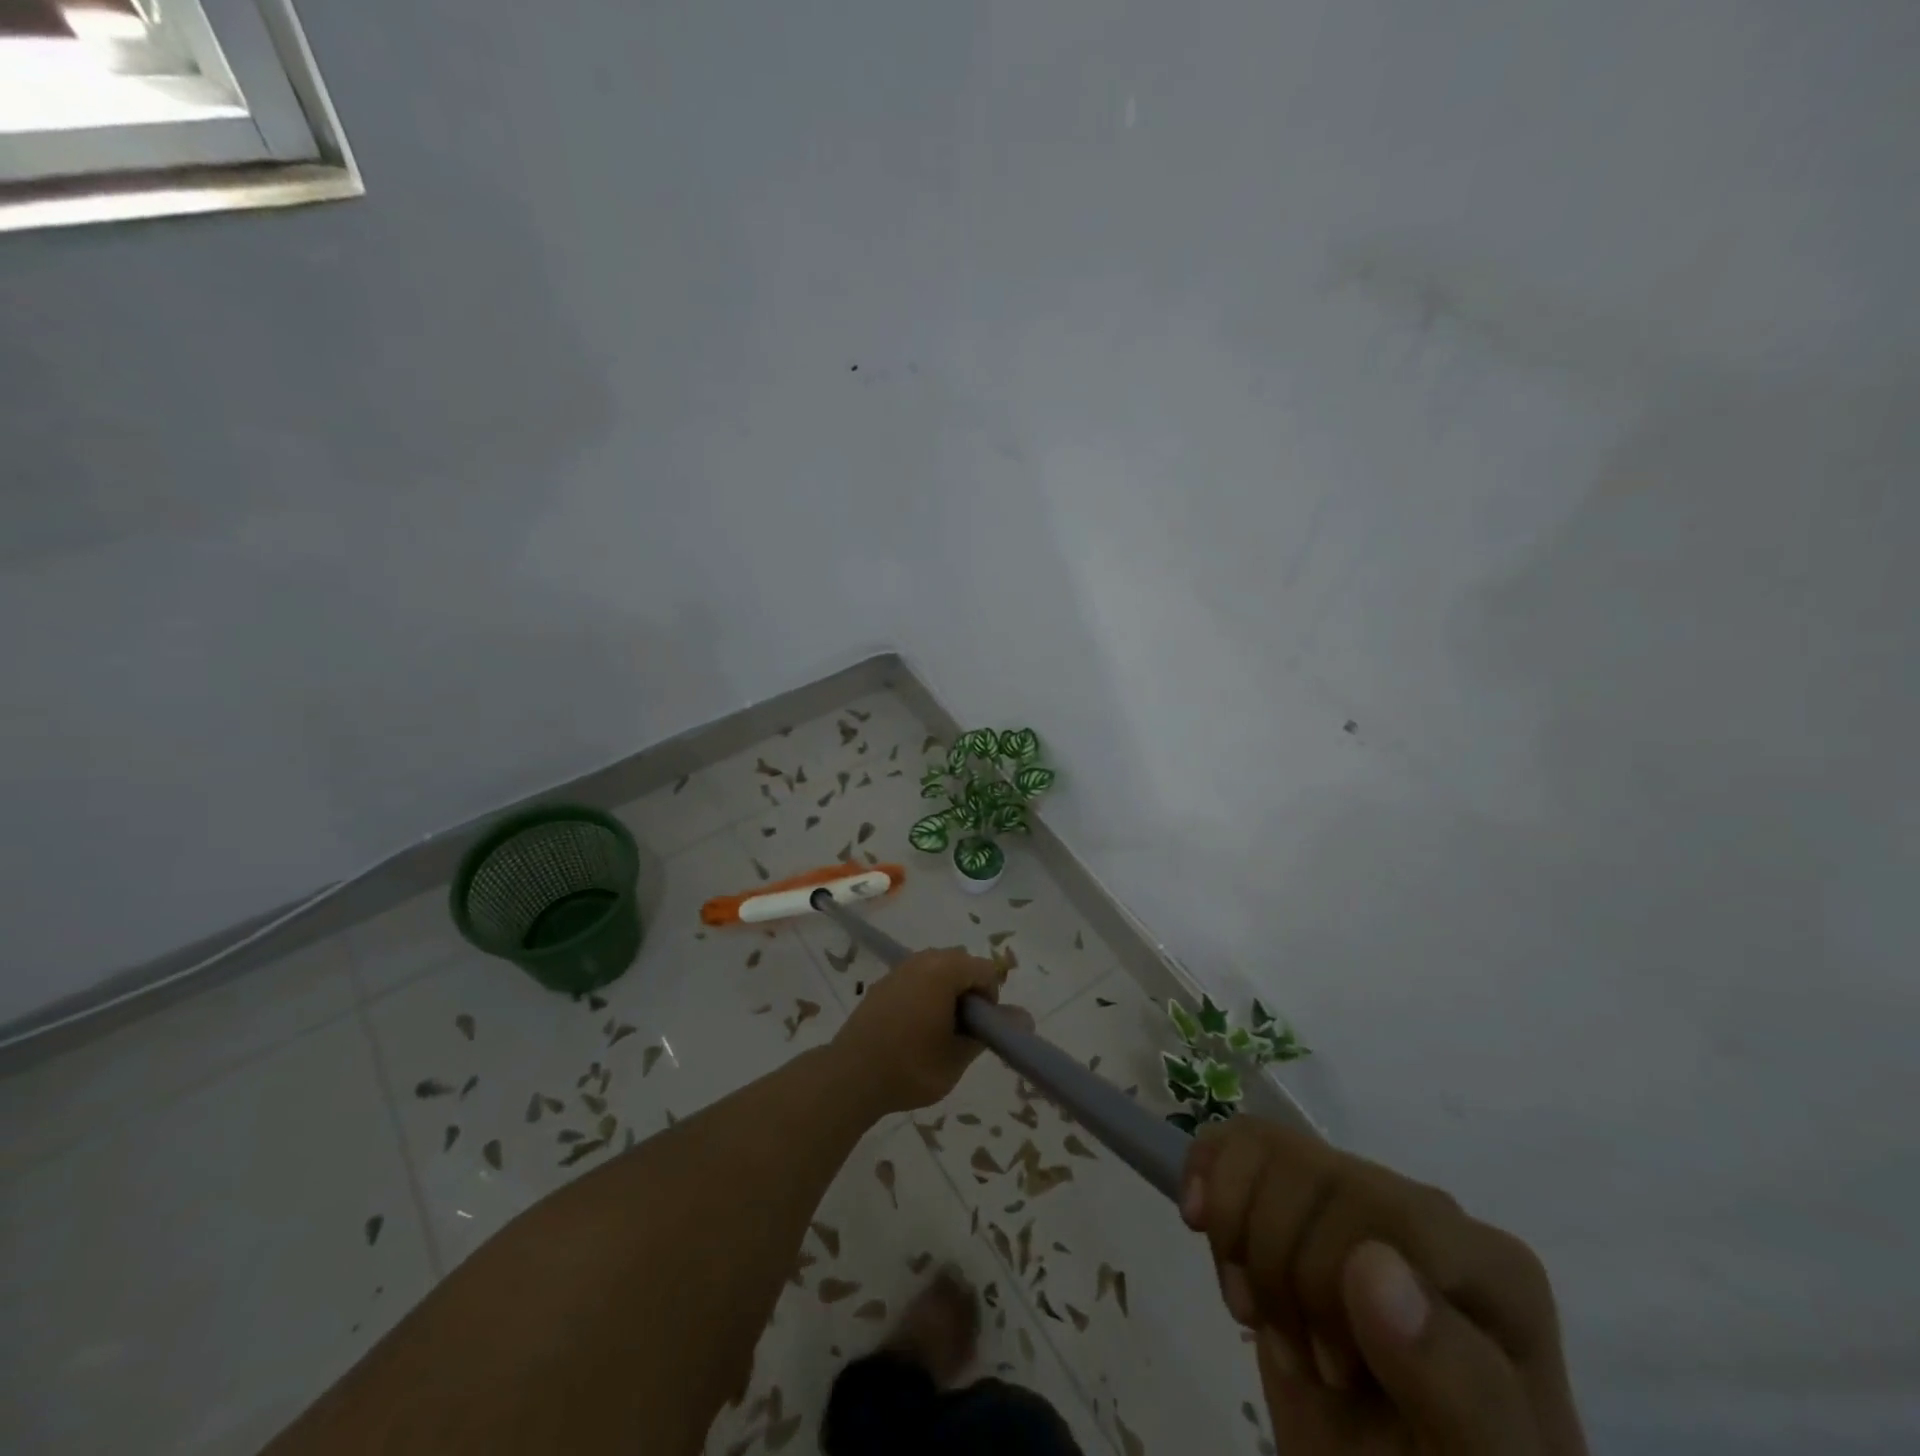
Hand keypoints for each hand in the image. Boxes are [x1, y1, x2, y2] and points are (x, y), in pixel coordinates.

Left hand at [831, 947, 1024, 1113]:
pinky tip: (915, 1029)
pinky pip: (916, 978)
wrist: (851, 1076)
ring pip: (937, 970)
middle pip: (961, 964)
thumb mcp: (958, 1056)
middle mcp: (922, 960)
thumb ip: (991, 1032)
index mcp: (944, 970)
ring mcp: (899, 969)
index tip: (979, 1031)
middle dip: (968, 992)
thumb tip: (1026, 1017)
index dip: (991, 1000)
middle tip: (962, 1031)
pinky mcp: (883, 983)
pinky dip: (925, 995)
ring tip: (939, 1031)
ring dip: (947, 992)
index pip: (985, 970)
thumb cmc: (911, 1067)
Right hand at [1182, 1118, 1587, 1455]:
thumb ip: (1458, 1387)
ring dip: (1236, 1236)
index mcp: (1486, 1264)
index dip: (1329, 1281)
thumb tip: (1372, 1264)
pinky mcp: (1290, 1202)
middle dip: (1279, 1274)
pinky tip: (1201, 1225)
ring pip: (1263, 1148)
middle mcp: (1417, 1210)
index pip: (1383, 1211)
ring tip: (1260, 1312)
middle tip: (1304, 1360)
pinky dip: (1204, 1174)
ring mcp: (1350, 1199)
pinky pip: (1237, 1141)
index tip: (1338, 1374)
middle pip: (1311, 1176)